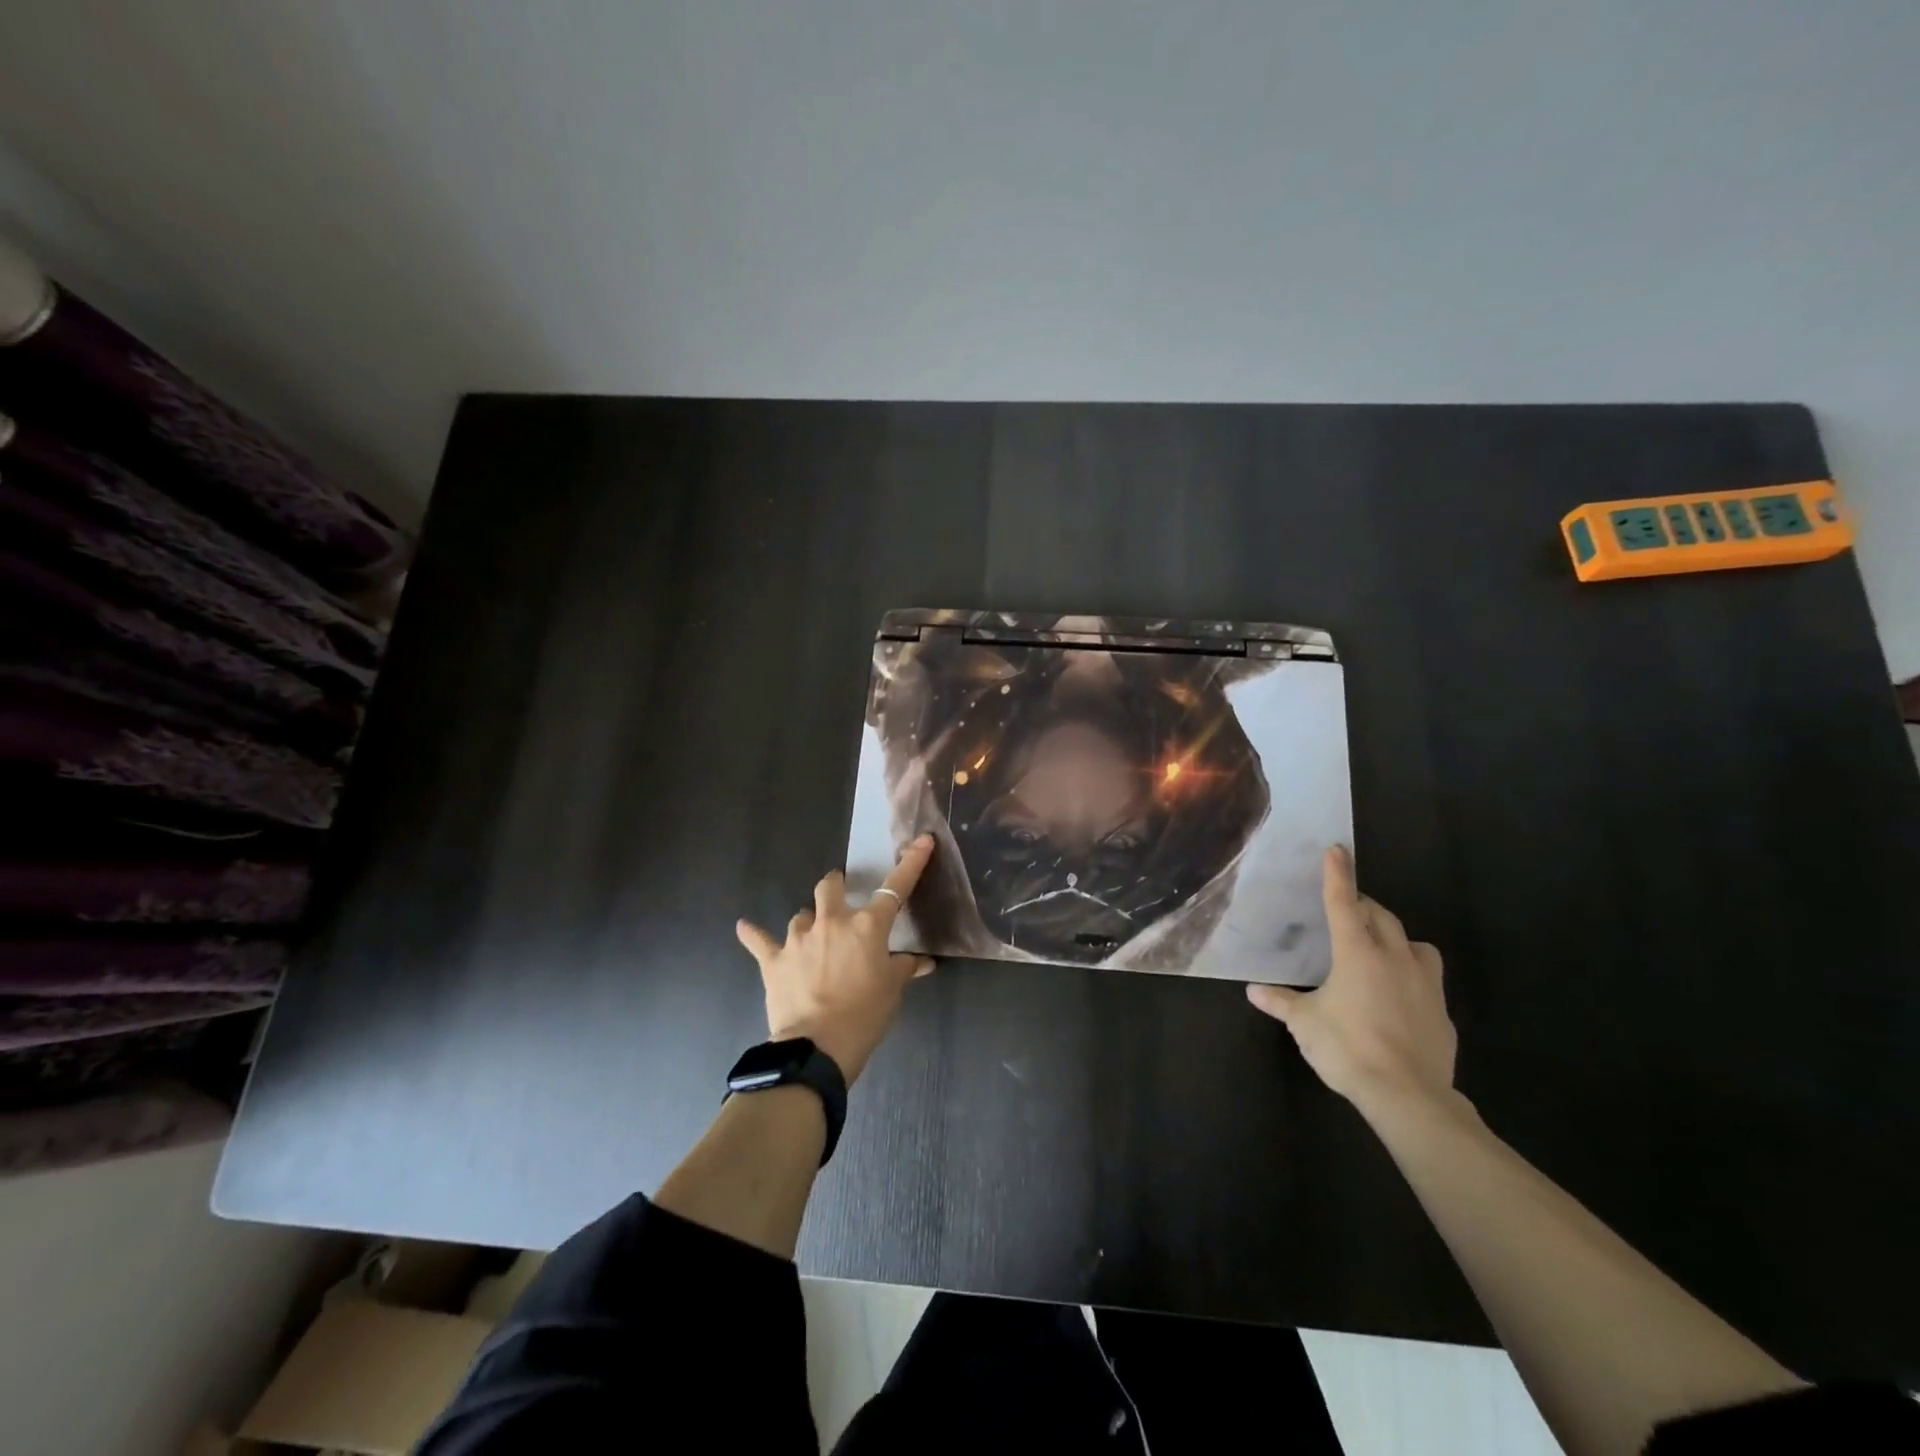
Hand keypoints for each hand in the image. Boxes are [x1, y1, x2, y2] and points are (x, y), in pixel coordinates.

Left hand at [735, 835, 937, 1083]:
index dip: (911, 863)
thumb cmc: (865, 1015)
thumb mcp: (892, 991)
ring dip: (808, 920)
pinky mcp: (774, 960)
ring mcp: (799, 939)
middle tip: (840, 893)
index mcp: (867, 926)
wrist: (818, 1046)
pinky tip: (744, 926)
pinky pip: (759, 940)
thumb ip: (905, 968)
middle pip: (830, 887)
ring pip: (801, 913)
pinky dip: (753, 934)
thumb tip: (923, 962)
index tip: (922, 841)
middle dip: (836, 885)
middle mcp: (832, 922)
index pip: (896, 888)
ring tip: (811, 934)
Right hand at [1246, 845, 1456, 1115]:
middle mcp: (1394, 957)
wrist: (1408, 1095)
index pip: (1343, 902)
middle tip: (1347, 909)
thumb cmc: (1347, 1048)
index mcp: (1356, 953)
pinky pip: (1427, 979)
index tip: (1337, 849)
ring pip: (1415, 943)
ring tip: (1381, 948)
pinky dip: (1412, 974)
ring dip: (1396, 937)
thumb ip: (1281, 1002)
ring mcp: (1424, 983)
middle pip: (1381, 916)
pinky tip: (1399, 995)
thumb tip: (1254, 991)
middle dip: (1363, 905)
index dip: (1337, 875)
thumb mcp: (1305, 1024)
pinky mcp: (1441, 1010)